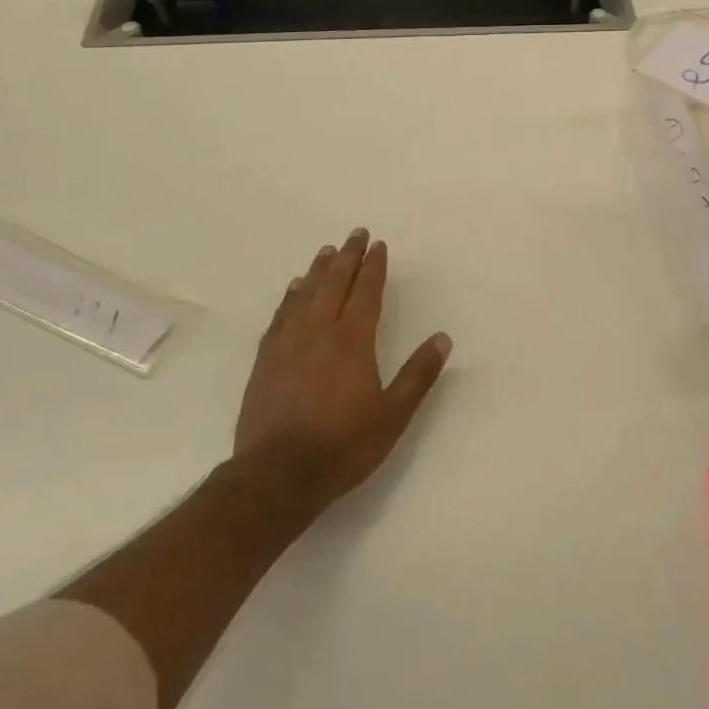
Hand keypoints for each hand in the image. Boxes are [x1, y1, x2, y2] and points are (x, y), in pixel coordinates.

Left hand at [235, 229, 450, 513]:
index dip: (373, 267)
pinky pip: (280, 315)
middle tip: (355, 234)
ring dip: (319, 270)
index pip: (365, 292)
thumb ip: (418, 374)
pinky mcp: (265, 360)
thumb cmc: (343, 445)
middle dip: (347, 257)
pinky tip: (294, 289)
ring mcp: (287, 343)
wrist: (278, 475)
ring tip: (327, 252)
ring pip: (305, 294)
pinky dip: (290, 296)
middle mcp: (319, 332)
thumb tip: (442, 338)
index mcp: (352, 341)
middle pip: (334, 283)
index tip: (378, 246)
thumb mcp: (393, 415)